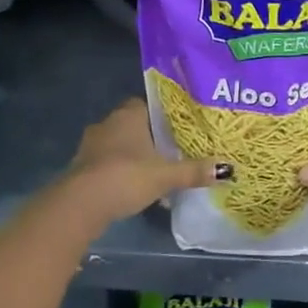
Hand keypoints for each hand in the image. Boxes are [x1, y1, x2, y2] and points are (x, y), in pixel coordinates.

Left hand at [54, 98, 220, 233]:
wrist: (81, 203)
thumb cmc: (126, 177)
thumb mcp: (165, 175)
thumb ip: (194, 171)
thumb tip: (227, 169)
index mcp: (128, 114)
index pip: (146, 104)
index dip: (161, 115)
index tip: (176, 129)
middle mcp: (107, 123)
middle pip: (132, 124)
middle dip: (148, 137)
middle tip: (169, 152)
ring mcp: (90, 145)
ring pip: (117, 144)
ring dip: (131, 156)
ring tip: (152, 172)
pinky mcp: (81, 166)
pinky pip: (105, 162)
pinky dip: (117, 171)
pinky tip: (130, 187)